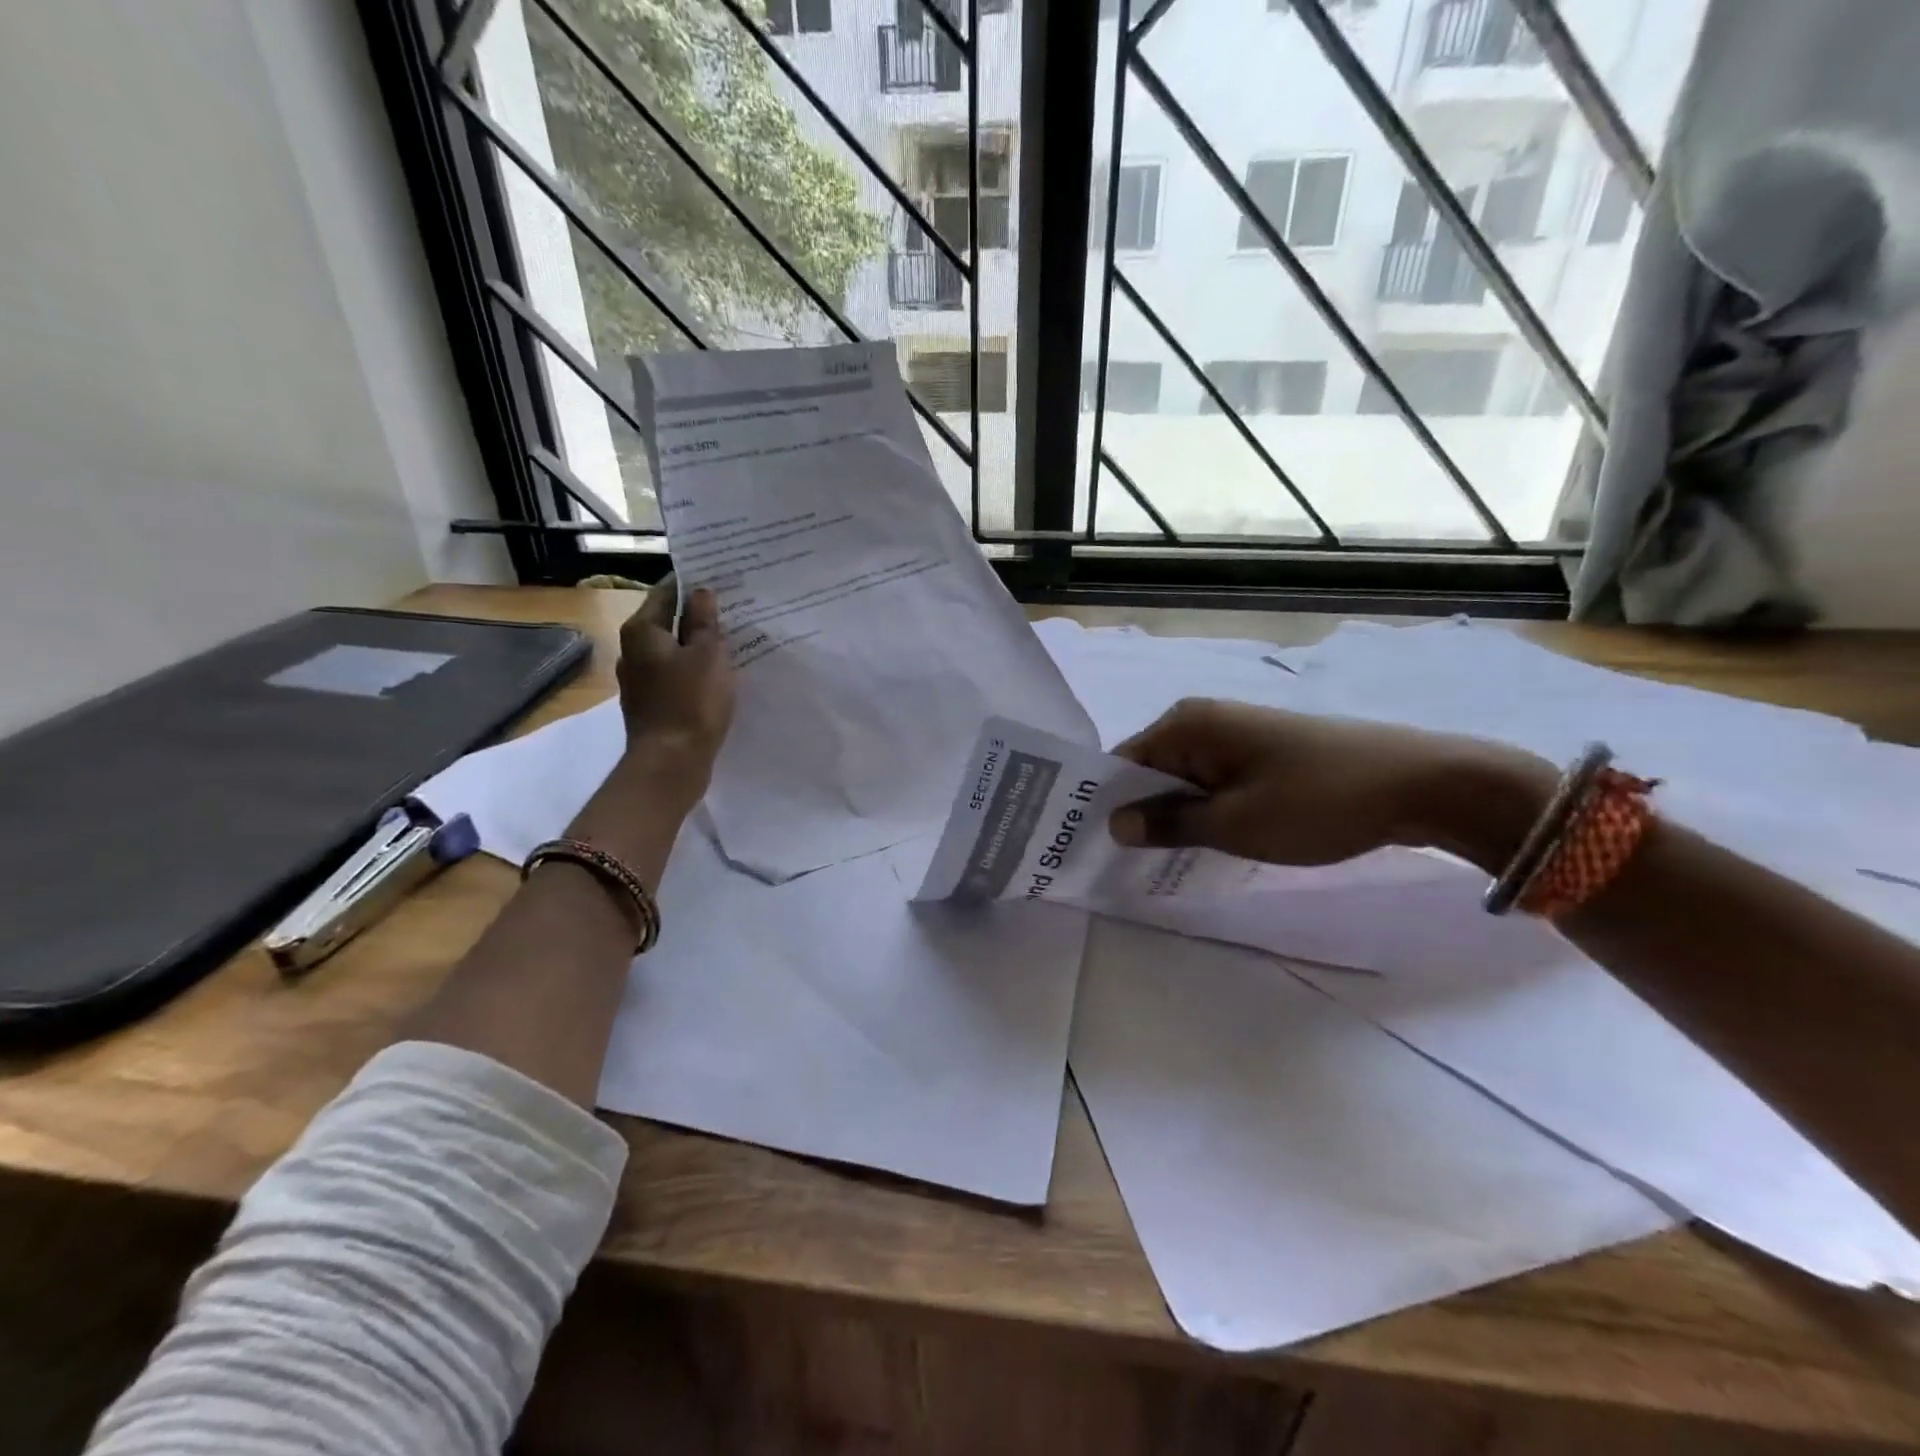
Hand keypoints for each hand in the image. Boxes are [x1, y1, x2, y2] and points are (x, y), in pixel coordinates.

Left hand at [613, 575, 734, 795]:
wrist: (671, 763)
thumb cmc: (691, 703)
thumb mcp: (708, 655)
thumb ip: (704, 621)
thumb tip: (701, 592)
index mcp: (642, 631)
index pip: (666, 591)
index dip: (693, 583)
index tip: (720, 578)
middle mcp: (632, 650)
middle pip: (666, 621)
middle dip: (696, 615)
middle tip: (732, 608)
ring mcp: (639, 680)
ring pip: (671, 650)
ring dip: (696, 645)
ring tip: (730, 641)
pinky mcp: (651, 704)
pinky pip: (674, 676)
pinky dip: (692, 670)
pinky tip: (716, 676)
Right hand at [1108, 698, 1552, 868]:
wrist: (1419, 784)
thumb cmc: (1315, 801)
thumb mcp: (1234, 823)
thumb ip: (1169, 824)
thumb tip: (1114, 825)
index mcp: (1187, 724)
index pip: (1121, 762)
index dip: (1104, 804)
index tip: (1088, 847)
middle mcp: (1203, 720)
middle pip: (1149, 769)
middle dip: (1138, 813)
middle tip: (1119, 864)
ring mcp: (1235, 734)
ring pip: (1182, 779)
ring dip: (1172, 816)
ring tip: (1156, 862)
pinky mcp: (1261, 752)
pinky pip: (1213, 782)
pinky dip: (1203, 811)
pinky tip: (1203, 844)